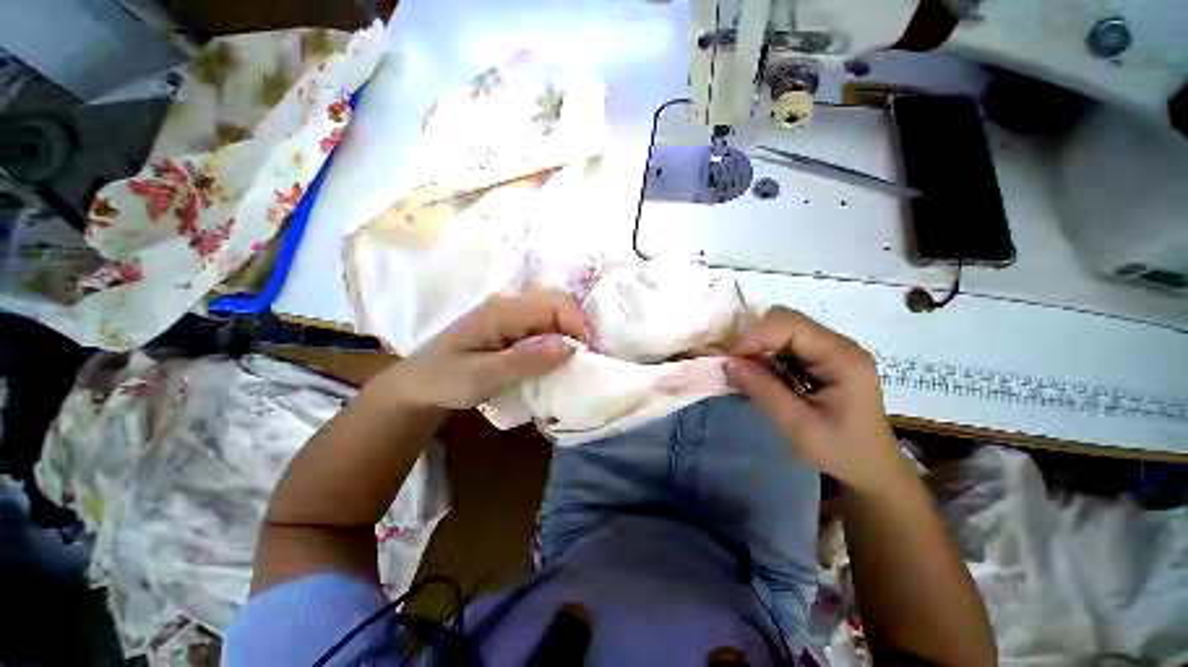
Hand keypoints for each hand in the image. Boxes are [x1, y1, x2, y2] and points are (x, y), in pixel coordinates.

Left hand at [379, 287, 587, 409]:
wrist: (417, 385)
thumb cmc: (445, 380)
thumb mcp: (482, 377)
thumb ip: (526, 361)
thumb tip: (570, 347)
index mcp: (502, 310)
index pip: (553, 304)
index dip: (576, 324)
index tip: (584, 355)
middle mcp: (510, 304)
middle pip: (557, 302)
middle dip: (576, 326)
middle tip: (583, 358)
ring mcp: (510, 313)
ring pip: (553, 313)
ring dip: (569, 333)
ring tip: (575, 359)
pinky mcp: (511, 326)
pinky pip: (544, 325)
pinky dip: (557, 339)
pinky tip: (557, 357)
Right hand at [725, 306, 901, 490]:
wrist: (871, 468)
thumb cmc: (840, 451)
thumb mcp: (799, 426)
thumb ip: (764, 391)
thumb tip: (730, 363)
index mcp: (843, 358)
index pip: (791, 325)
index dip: (756, 336)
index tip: (732, 361)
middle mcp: (838, 345)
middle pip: (786, 320)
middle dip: (755, 339)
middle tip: (739, 367)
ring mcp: (830, 349)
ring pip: (782, 328)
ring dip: (759, 347)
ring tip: (749, 374)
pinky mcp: (821, 357)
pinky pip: (784, 343)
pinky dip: (766, 355)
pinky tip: (764, 376)